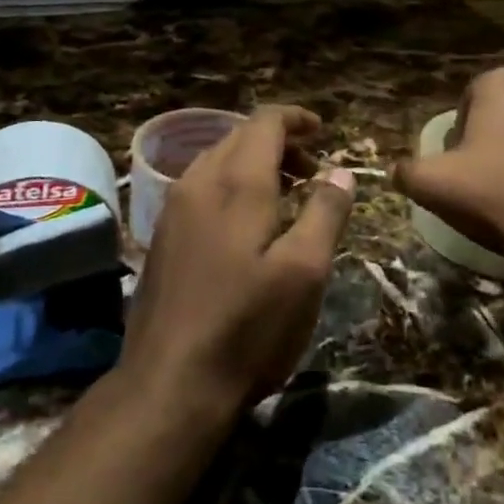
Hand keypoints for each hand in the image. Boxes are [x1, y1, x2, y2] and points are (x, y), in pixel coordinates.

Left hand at [119, 106, 356, 418]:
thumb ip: (325, 213)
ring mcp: (175, 208)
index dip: (296, 119)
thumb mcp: (304, 272)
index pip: (265, 121)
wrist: (168, 384)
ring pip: (218, 160)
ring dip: (255, 163)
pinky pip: (202, 185)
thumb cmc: (247, 327)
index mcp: (237, 182)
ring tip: (287, 194)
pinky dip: (232, 184)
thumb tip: (340, 171)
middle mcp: (200, 181)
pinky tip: (248, 223)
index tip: (323, 131)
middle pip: (240, 136)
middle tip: (314, 170)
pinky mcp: (163, 235)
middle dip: (280, 142)